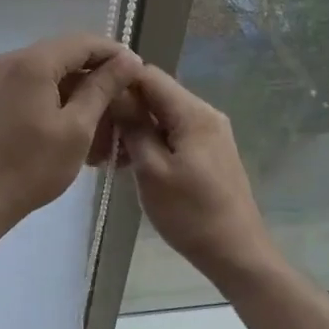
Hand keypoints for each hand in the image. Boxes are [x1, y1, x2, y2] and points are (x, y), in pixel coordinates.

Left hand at [0, 34, 144, 232]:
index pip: (84, 42)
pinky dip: (57, 97)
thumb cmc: (31, 167)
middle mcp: (12, 59)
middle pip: (65, 53)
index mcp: (33, 62)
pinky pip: (33, 84)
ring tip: (104, 116)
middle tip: (125, 98)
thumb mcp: (76, 128)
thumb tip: (129, 59)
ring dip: (78, 88)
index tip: (139, 74)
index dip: (115, 54)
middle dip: (97, 73)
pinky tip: (75, 122)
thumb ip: (103, 88)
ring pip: (50, 70)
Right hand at [114, 65, 275, 281]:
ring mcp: (210, 133)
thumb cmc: (190, 213)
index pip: (149, 75)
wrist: (236, 253)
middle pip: (156, 94)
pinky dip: (151, 142)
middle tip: (96, 137)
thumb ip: (134, 126)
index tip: (92, 102)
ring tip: (107, 155)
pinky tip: (130, 164)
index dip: (118, 82)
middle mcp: (205, 113)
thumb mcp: (152, 170)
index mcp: (193, 112)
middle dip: (124, 109)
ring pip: (163, 116)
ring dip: (135, 129)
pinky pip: (174, 133)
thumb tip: (116, 92)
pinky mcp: (209, 151)